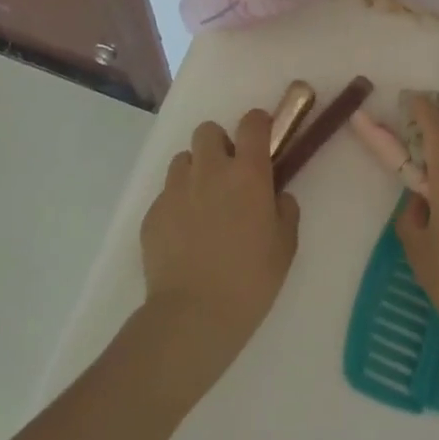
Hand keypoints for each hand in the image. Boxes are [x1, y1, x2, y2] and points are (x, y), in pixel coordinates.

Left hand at [139, 108, 300, 393]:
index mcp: (247, 173)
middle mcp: (209, 170)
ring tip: (202, 205)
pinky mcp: (152, 213)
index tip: (261, 139)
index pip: (252, 123)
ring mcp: (175, 190)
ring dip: (195, 172)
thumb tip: (275, 195)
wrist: (192, 316)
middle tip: (228, 176)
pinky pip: (166, 194)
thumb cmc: (250, 281)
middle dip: (219, 145)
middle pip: (208, 131)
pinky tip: (184, 236)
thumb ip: (285, 210)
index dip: (258, 124)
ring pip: (183, 160)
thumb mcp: (285, 246)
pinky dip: (176, 205)